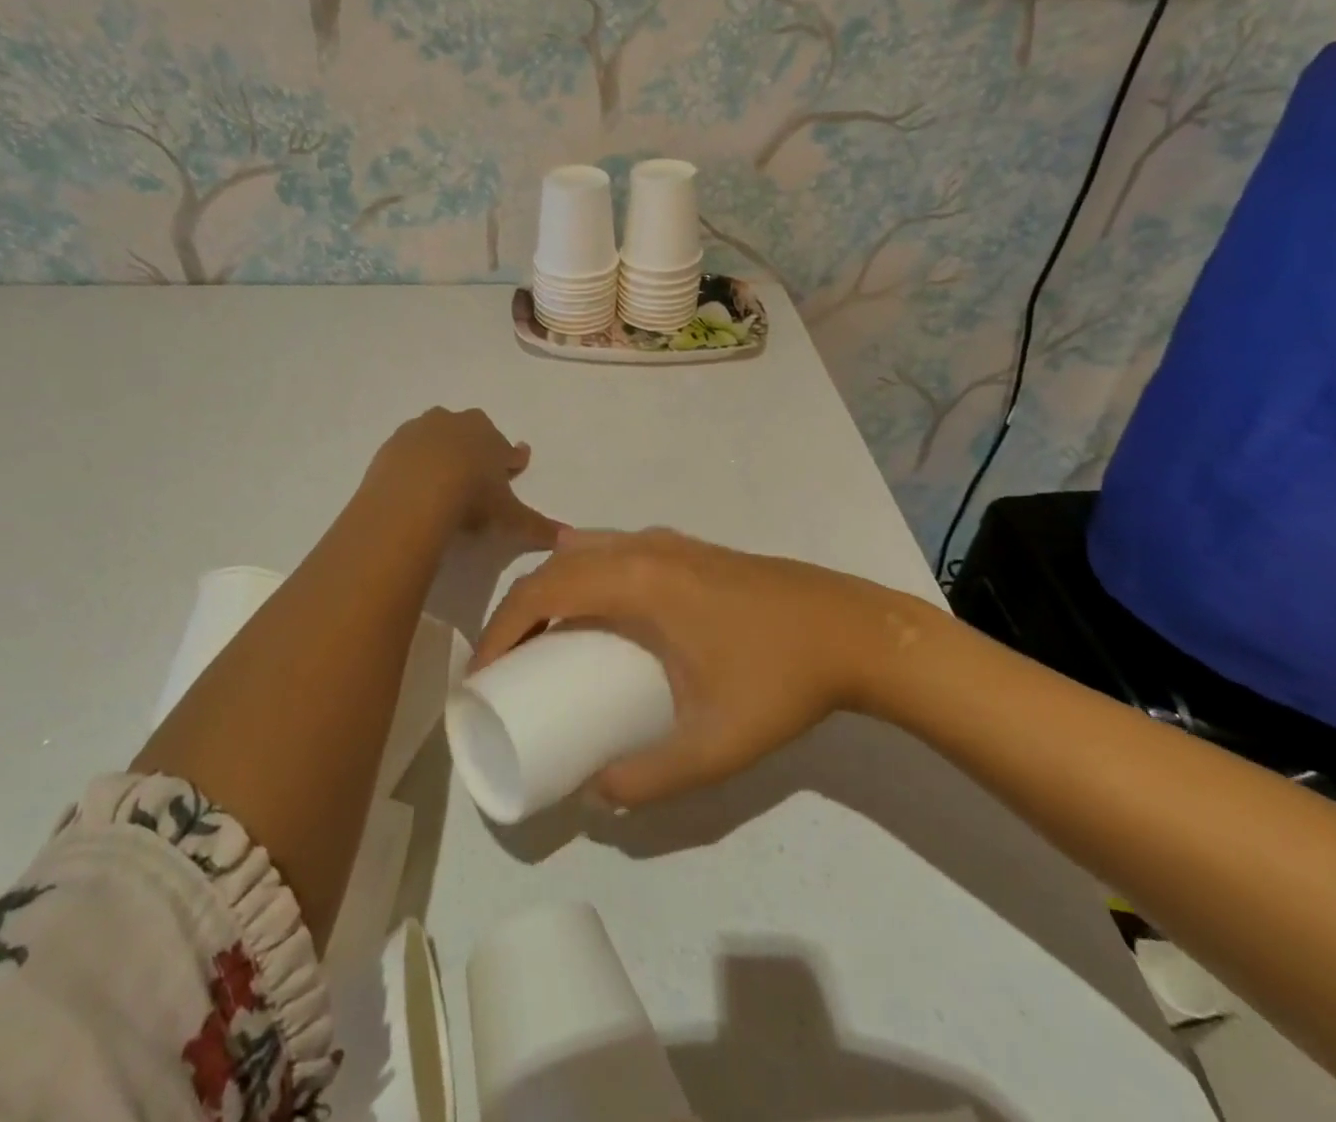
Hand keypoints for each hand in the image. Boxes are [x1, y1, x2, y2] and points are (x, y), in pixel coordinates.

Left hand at [368, 407, 561, 551]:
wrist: (413, 493)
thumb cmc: (471, 498)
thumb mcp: (508, 517)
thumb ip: (537, 526)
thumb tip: (569, 537)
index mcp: (490, 438)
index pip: (507, 449)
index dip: (512, 460)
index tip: (515, 465)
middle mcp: (457, 424)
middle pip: (471, 434)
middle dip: (476, 450)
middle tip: (476, 473)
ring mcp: (422, 430)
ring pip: (437, 437)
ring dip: (442, 452)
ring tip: (441, 479)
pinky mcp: (392, 444)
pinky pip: (408, 451)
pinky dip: (413, 463)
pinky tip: (412, 485)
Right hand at [474, 528, 932, 806]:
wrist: (854, 631)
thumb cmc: (781, 681)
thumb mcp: (713, 745)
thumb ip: (649, 777)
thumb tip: (597, 792)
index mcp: (638, 581)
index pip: (543, 590)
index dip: (499, 629)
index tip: (481, 673)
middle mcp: (645, 548)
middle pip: (556, 565)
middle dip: (518, 610)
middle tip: (504, 663)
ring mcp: (670, 542)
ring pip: (587, 550)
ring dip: (553, 587)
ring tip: (543, 639)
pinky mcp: (690, 549)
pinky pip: (616, 550)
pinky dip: (586, 575)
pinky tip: (599, 615)